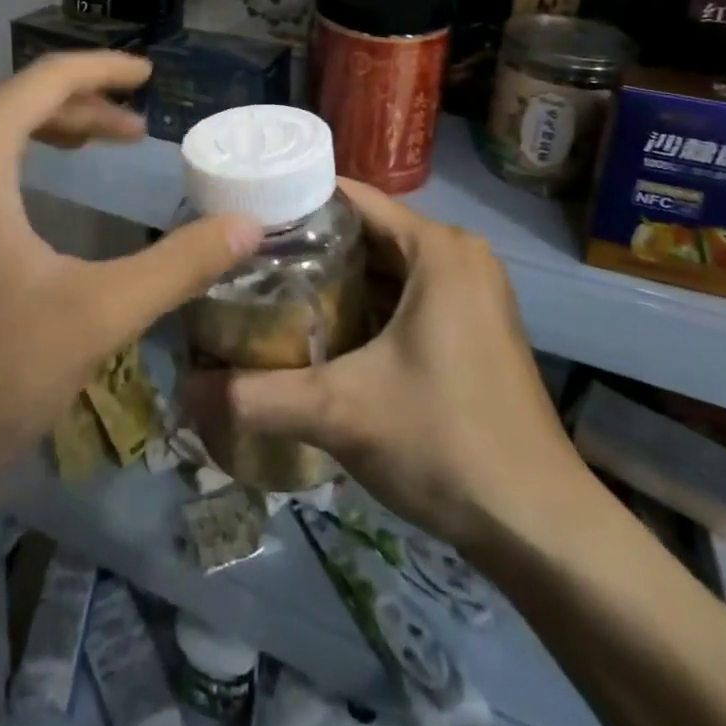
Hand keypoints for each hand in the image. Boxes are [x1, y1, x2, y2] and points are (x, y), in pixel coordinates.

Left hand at [0, 52, 258, 522]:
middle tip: (131, 131)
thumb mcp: (92, 317)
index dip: (105, 70)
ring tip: (87, 150)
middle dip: (78, 107)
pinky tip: (20, 201)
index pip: (47, 77)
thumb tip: (250, 227)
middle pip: (12, 99)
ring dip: (36, 130)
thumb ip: (177, 265)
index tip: (149, 75)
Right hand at [192, 180, 580, 552]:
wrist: (540, 527)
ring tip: (272, 296)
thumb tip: (184, 394)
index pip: (350, 198)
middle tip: (248, 266)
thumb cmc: (445, 441)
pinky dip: (367, 306)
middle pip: (366, 232)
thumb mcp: (341, 411)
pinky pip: (407, 295)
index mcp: (437, 248)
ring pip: (386, 267)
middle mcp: (458, 255)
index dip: (294, 205)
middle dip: (308, 248)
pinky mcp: (474, 327)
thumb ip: (258, 396)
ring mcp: (471, 292)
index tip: (244, 223)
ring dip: (336, 280)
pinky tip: (324, 334)